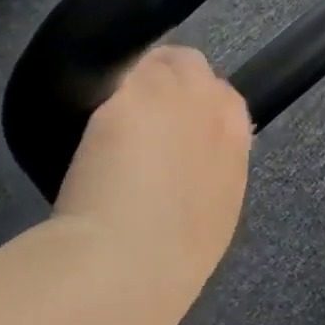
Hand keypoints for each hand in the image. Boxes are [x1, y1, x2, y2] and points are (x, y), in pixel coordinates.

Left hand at [54, 46, 251, 324]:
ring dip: (137, 79)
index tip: (172, 128)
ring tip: (111, 115)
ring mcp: (171, 96)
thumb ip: (211, 174)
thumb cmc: (173, 260)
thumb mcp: (214, 217)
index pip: (225, 98)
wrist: (129, 264)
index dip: (195, 108)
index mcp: (235, 142)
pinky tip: (88, 125)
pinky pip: (117, 77)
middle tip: (139, 116)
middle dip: (168, 82)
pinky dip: (104, 93)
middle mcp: (211, 107)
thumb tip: (191, 160)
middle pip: (193, 67)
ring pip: (157, 60)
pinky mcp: (127, 96)